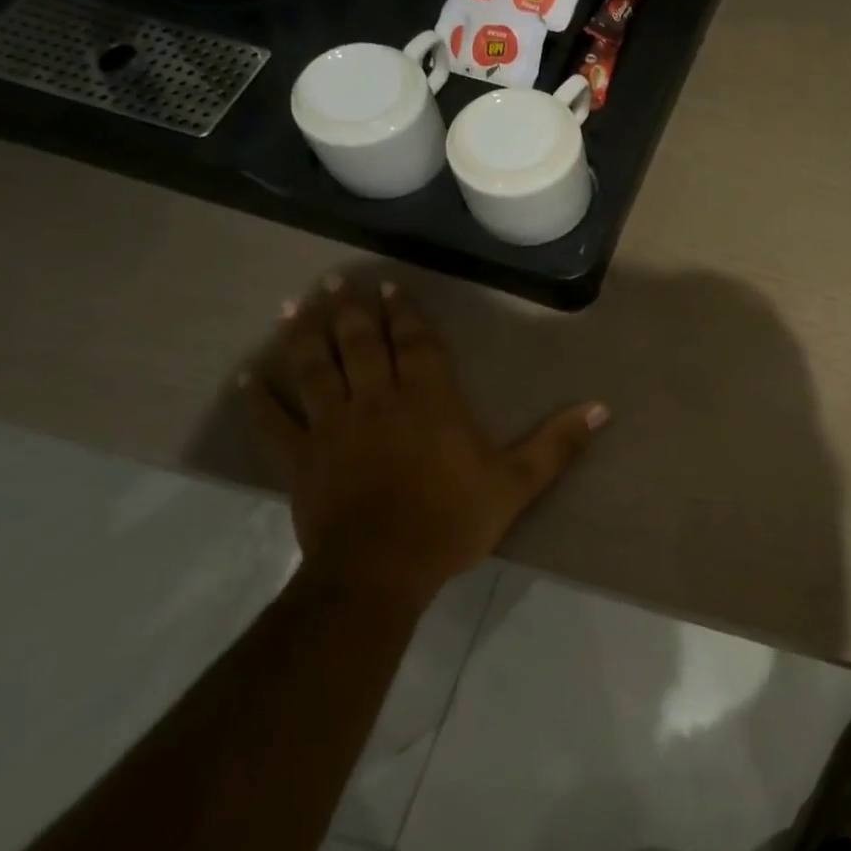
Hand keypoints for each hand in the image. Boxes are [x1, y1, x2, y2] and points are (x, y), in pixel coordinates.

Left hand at [242, 277, 607, 606]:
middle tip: (336, 280)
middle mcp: (376, 400)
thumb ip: (558, 444)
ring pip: (313, 369)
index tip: (388, 286)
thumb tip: (602, 408)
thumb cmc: (451, 520)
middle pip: (358, 344)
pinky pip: (273, 421)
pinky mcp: (299, 458)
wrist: (381, 570)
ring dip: (303, 334)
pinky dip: (258, 398)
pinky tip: (247, 377)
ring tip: (294, 305)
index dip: (402, 313)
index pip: (413, 343)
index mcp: (428, 400)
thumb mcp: (517, 483)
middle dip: (349, 309)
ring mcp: (331, 427)